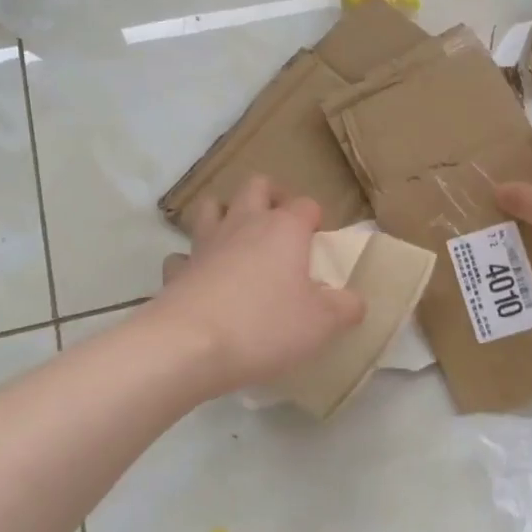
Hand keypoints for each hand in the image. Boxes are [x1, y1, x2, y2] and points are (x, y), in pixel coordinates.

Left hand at [154, 177, 363, 394]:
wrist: (189, 345)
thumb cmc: (265, 326)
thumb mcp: (322, 324)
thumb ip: (346, 307)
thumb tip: (355, 301)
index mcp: (284, 228)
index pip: (306, 204)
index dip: (315, 219)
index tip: (318, 242)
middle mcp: (244, 224)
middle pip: (256, 186)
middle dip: (270, 196)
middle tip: (280, 224)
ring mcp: (205, 244)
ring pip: (211, 207)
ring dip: (224, 215)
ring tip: (237, 240)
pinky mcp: (176, 270)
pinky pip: (183, 255)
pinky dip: (192, 262)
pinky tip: (201, 281)